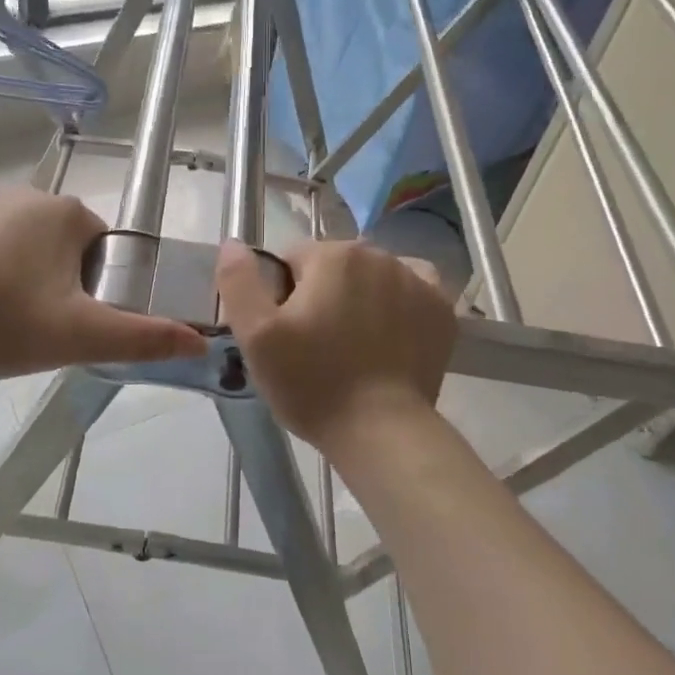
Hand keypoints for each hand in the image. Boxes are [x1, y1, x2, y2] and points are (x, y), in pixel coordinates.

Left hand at [0, 187, 207, 375]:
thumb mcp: (81, 337)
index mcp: (66, 214)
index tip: (67, 317)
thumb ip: (144, 338)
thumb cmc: (8, 321)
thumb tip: (200, 342)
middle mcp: (25, 192)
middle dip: (51, 276)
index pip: (98, 244)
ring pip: (14, 238)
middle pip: (56, 240)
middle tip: (30, 323)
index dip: (90, 284)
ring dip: (13, 268)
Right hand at [215, 238, 455, 450]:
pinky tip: (389, 331)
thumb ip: (238, 281)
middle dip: (320, 294)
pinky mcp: (441, 308)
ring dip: (358, 297)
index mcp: (332, 256)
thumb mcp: (256, 337)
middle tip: (315, 345)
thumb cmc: (312, 384)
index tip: (284, 334)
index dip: (280, 295)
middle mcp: (378, 255)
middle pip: (333, 266)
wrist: (381, 431)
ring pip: (371, 276)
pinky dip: (398, 301)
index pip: (291, 260)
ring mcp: (416, 280)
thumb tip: (234, 243)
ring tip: (352, 344)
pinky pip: (411, 288)